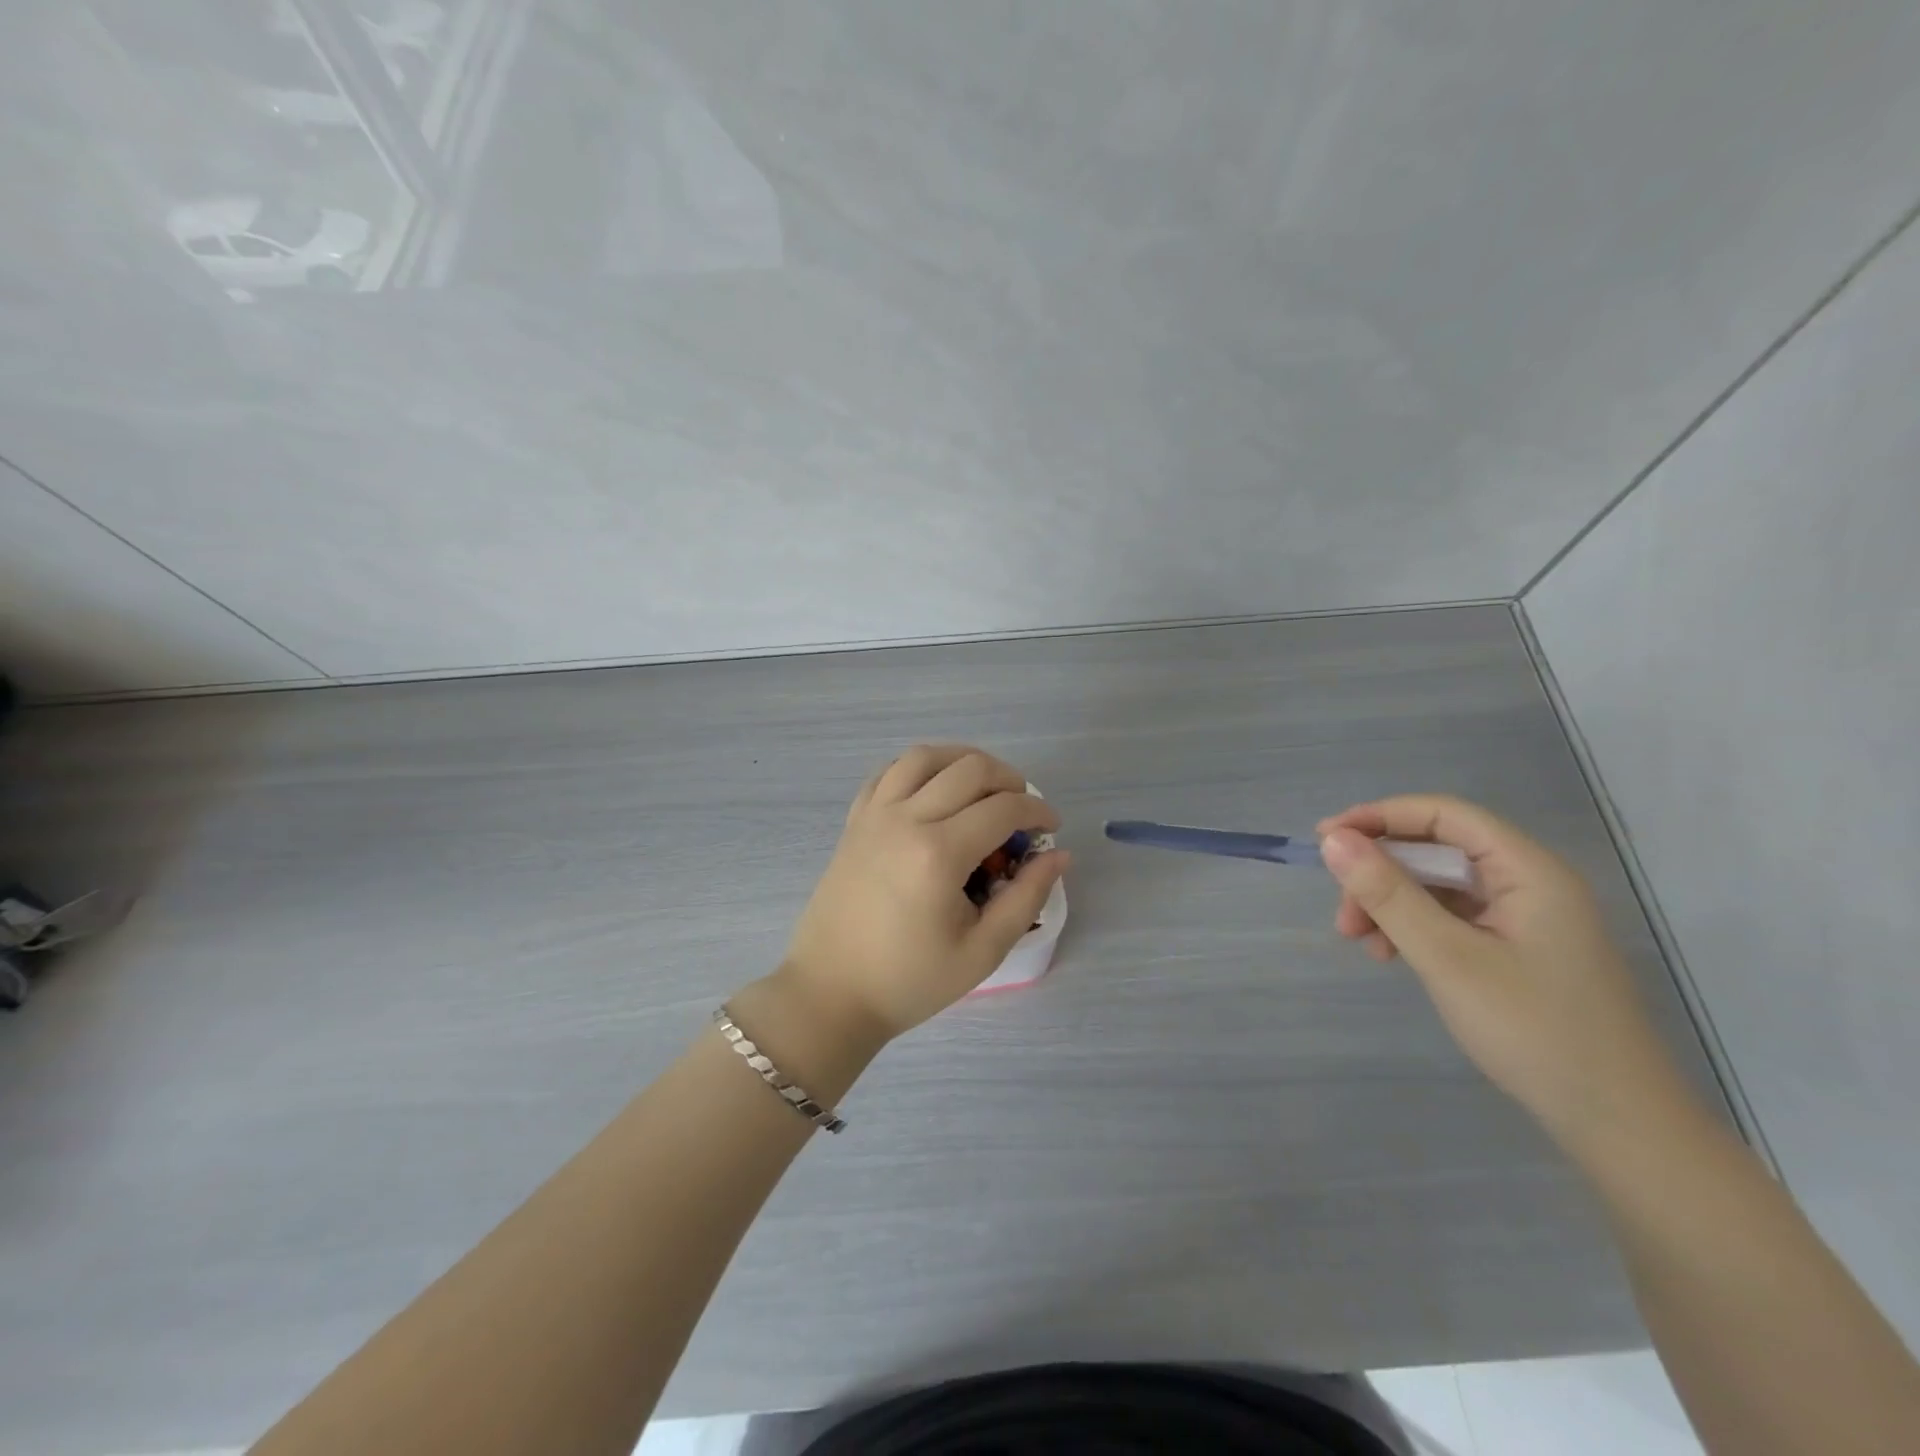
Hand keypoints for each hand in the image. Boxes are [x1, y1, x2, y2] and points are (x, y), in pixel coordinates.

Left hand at [780, 745, 1068, 1042]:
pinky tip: (934, 789)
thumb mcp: (982, 951)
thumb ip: (1026, 897)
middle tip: (1023, 809)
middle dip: (1009, 779)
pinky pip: (888, 772)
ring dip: (963, 760)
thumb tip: (1059, 855)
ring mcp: (874, 815)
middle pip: (969, 768)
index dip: (1037, 811)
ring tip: (983, 786)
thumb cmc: (909, 980)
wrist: (831, 993)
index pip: (1003, 808)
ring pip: (925, 756)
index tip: (1051, 828)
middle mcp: (906, 819)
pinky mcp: (854, 821)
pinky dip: (919, 768)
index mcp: (939, 853)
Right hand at [1317, 794, 1692, 1155]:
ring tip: (1359, 940)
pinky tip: (1390, 954)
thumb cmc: (1535, 1032)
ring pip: (1438, 885)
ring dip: (1391, 903)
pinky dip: (1413, 927)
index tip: (1326, 839)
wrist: (1619, 1126)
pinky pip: (1451, 916)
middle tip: (1341, 911)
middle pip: (1437, 849)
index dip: (1380, 817)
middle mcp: (1529, 883)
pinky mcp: (1517, 948)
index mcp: (1528, 871)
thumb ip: (1389, 894)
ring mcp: (1525, 917)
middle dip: (1380, 872)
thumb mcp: (1447, 958)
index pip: (1444, 815)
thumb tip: (1333, 840)